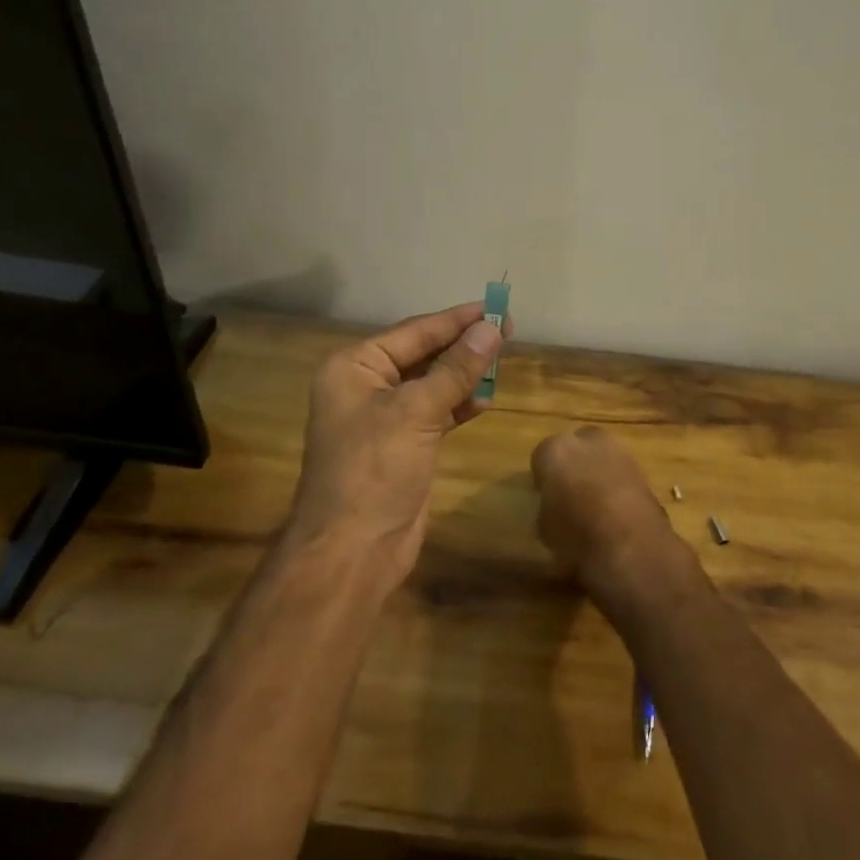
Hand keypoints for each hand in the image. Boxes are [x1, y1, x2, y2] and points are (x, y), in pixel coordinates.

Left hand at [286, 302, 506, 581]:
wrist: (352, 553)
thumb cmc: (374, 470)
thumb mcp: (417, 411)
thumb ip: (456, 368)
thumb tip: (492, 328)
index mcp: (355, 367)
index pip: (415, 331)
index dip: (457, 319)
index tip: (496, 305)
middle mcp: (366, 385)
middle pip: (424, 353)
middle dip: (463, 344)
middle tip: (508, 328)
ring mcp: (384, 417)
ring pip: (432, 382)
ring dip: (465, 373)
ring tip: (503, 357)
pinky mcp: (403, 445)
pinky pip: (436, 411)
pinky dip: (459, 403)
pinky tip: (485, 398)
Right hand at [530, 426, 687, 607]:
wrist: (631, 545)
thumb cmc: (576, 536)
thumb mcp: (545, 529)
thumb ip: (548, 507)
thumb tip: (555, 507)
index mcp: (555, 450)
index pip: (541, 457)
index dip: (543, 478)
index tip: (545, 496)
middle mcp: (587, 440)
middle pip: (575, 446)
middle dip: (573, 464)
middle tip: (571, 494)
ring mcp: (619, 450)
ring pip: (601, 455)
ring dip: (598, 471)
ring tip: (596, 503)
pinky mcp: (642, 467)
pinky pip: (621, 471)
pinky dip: (618, 484)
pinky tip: (617, 510)